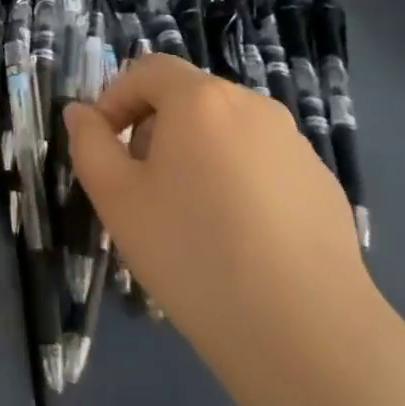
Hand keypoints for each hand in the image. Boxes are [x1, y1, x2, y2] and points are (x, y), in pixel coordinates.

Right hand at [64, 54, 368, 364]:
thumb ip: (89, 144)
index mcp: (200, 99)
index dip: (116, 99)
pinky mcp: (323, 185)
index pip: (148, 70)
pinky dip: (241, 183)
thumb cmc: (194, 254)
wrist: (308, 335)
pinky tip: (241, 241)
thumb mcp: (117, 199)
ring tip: (193, 219)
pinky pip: (264, 165)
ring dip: (199, 156)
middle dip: (156, 130)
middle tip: (143, 188)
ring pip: (228, 132)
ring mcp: (295, 145)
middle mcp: (252, 106)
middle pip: (189, 99)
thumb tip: (80, 113)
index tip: (105, 146)